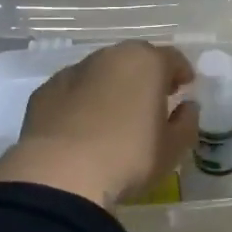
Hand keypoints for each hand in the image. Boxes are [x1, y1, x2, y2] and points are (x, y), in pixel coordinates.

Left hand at [0, 41, 199, 206]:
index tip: (185, 87)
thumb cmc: (128, 157)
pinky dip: (83, 101)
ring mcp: (73, 71)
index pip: (172, 58)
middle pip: (134, 59)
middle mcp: (109, 57)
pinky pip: (74, 91)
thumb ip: (186, 123)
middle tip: (152, 99)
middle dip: (146, 76)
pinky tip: (84, 126)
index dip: (181, 72)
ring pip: (101, 72)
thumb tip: (187, 108)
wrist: (60, 174)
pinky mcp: (45, 91)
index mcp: (146, 62)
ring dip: (112, 86)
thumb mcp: (172, 148)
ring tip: (116, 115)